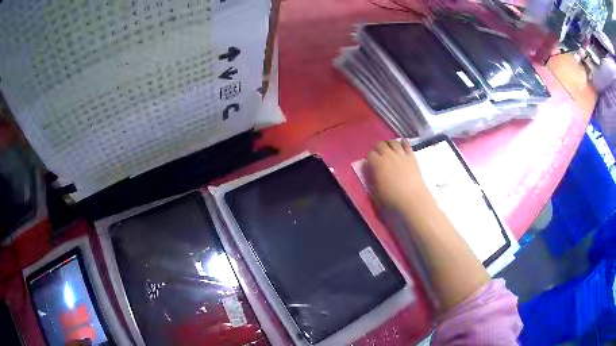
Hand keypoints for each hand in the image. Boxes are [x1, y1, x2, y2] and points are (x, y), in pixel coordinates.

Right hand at [366, 140, 428, 210]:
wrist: (412, 198)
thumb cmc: (391, 197)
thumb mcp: (376, 190)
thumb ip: (371, 178)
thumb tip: (370, 170)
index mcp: (377, 163)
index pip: (370, 154)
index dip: (369, 158)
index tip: (371, 164)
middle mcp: (388, 155)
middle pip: (380, 144)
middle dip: (378, 148)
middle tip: (379, 155)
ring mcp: (401, 154)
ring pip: (393, 142)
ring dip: (389, 144)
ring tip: (389, 148)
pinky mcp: (411, 156)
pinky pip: (406, 145)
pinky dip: (403, 142)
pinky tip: (402, 143)